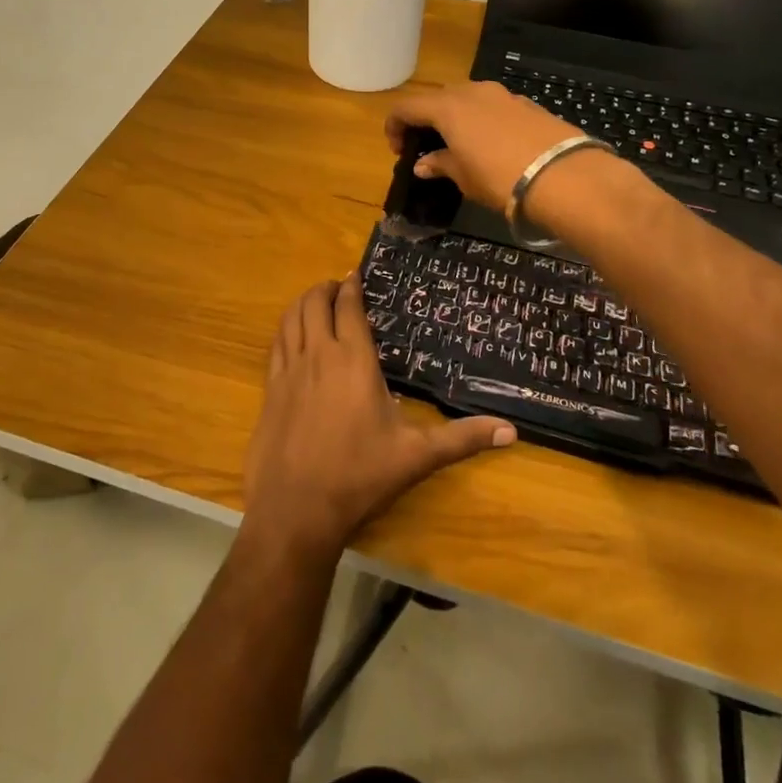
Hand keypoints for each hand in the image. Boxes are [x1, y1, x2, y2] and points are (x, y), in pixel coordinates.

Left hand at [243, 275, 515, 559]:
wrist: (296, 508)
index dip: (352, 286)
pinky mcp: (270, 388)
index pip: (349, 307)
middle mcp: (318, 354)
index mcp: (353, 359)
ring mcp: (289, 369)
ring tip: (315, 302)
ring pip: (291, 317)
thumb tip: (511, 430)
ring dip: (303, 302)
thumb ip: (462, 439)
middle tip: (339, 287)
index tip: (356, 274)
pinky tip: (292, 335)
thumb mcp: (416, 456)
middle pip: (314, 302)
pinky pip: (276, 343)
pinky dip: (285, 327)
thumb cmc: (359, 476)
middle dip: (326, 288)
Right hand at [385, 81, 587, 214]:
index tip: (398, 150)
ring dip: (456, 117)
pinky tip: (493, 145)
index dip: (395, 126)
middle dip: (426, 119)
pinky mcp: (527, 104)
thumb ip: (440, 164)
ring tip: (460, 145)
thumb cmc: (500, 178)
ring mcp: (502, 95)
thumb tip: (423, 163)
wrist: (564, 176)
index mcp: (448, 107)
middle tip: (427, 146)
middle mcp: (472, 92)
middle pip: (437, 98)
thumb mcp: (464, 177)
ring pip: (467, 98)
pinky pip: (493, 106)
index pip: (406, 107)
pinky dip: (482, 120)